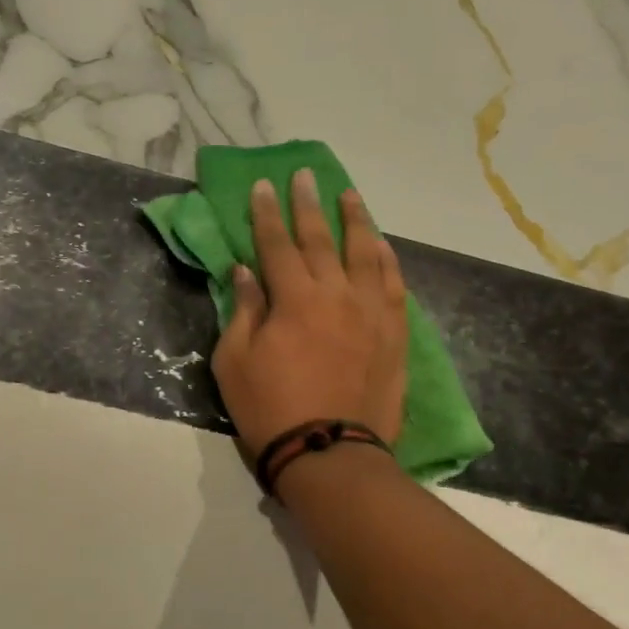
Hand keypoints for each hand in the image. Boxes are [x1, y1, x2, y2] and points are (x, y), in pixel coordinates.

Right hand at [211, 168, 408, 461]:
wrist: (329, 453)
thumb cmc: (270, 408)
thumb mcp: (235, 362)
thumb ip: (243, 310)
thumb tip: (245, 271)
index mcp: (294, 299)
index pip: (276, 244)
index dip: (267, 213)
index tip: (263, 185)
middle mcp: (336, 294)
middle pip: (321, 239)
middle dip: (309, 204)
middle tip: (305, 176)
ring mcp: (370, 312)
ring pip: (365, 253)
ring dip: (355, 220)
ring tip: (349, 195)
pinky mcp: (393, 333)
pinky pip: (393, 285)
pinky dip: (386, 260)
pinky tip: (381, 244)